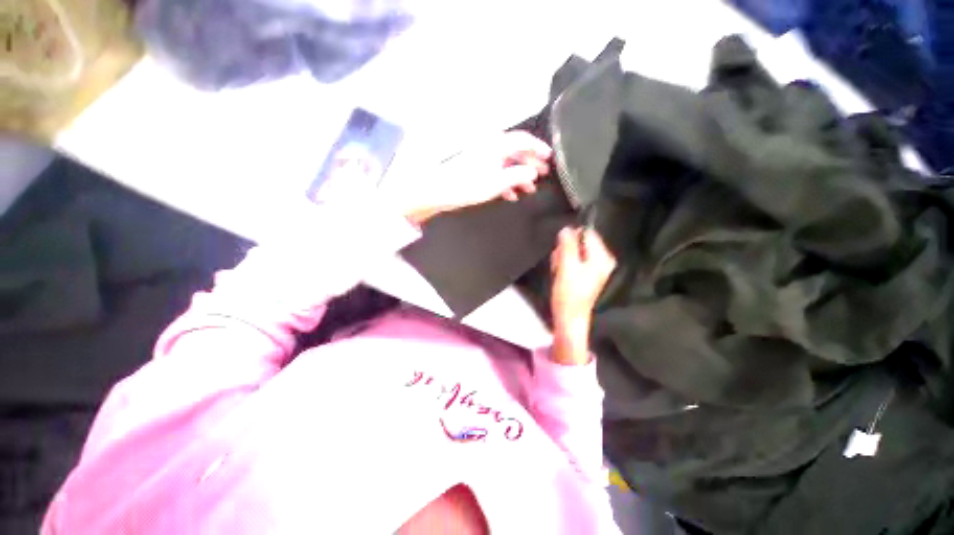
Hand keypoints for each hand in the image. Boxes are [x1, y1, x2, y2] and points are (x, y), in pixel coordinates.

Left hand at [400, 131, 551, 223]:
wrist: (440, 191)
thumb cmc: (468, 186)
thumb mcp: (496, 183)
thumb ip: (517, 176)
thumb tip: (533, 173)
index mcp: (496, 145)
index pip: (522, 140)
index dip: (538, 148)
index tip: (549, 158)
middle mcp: (490, 147)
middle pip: (516, 151)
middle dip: (531, 163)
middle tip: (543, 174)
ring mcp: (483, 157)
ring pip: (507, 163)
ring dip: (519, 175)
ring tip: (529, 189)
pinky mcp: (477, 168)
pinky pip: (497, 171)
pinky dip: (506, 182)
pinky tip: (511, 195)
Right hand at [550, 227, 616, 364]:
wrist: (570, 317)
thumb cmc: (569, 294)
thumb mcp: (566, 266)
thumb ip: (567, 246)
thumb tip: (566, 229)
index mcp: (602, 257)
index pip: (587, 233)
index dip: (571, 239)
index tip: (562, 251)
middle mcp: (602, 259)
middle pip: (580, 242)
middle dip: (566, 250)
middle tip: (560, 264)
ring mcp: (595, 267)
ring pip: (574, 251)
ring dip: (563, 258)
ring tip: (560, 272)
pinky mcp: (587, 273)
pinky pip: (574, 260)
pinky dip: (565, 265)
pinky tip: (562, 275)